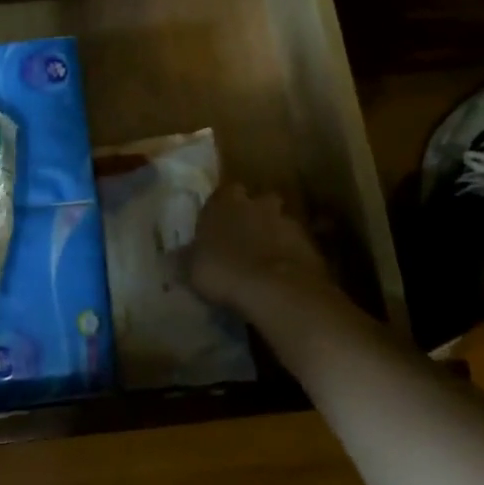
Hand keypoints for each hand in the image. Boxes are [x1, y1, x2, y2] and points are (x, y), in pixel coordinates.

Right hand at [189, 184, 333, 316]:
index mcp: (226, 202)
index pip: (223, 193)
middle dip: (252, 218)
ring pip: (278, 223)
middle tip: (242, 243)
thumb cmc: (224, 271)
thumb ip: (186, 257)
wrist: (276, 290)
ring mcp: (287, 221)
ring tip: (263, 264)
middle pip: (256, 203)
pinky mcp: (310, 244)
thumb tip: (173, 256)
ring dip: (272, 238)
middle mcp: (258, 203)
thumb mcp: (191, 268)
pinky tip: (281, 278)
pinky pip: (295, 247)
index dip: (220, 210)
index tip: (216, 227)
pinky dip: (289, 257)